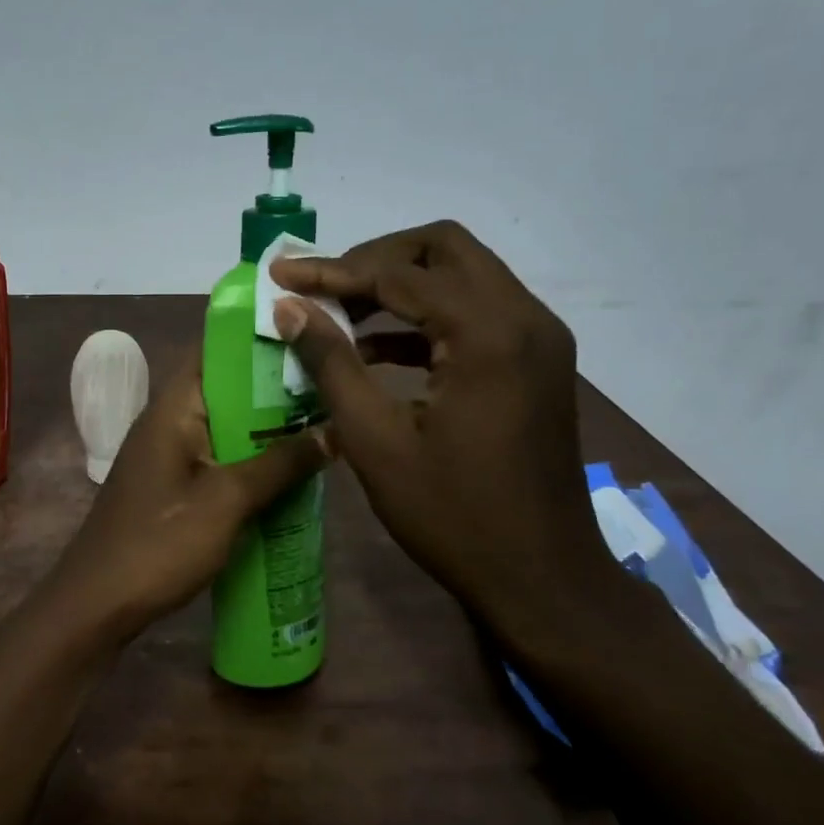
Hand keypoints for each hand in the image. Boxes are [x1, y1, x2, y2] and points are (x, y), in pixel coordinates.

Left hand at [43, 359, 331, 636]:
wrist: (97, 604)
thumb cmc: (159, 544)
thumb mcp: (227, 501)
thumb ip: (278, 465)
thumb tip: (332, 432)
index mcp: (171, 410)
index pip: (212, 353)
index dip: (256, 343)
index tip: (306, 341)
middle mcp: (166, 424)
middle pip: (223, 391)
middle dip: (272, 391)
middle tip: (329, 390)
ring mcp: (165, 458)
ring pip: (222, 429)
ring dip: (263, 431)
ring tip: (319, 427)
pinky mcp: (169, 489)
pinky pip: (215, 461)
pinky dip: (247, 462)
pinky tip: (285, 475)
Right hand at [271, 221, 612, 630]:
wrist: (541, 576)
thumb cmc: (452, 515)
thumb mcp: (376, 441)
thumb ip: (331, 364)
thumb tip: (289, 308)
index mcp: (488, 334)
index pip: (399, 273)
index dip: (332, 271)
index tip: (281, 276)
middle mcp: (524, 318)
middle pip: (443, 248)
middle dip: (375, 259)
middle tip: (322, 288)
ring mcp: (538, 338)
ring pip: (463, 275)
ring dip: (401, 285)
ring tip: (339, 315)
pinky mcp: (537, 361)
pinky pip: (477, 312)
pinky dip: (426, 316)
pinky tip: (377, 348)